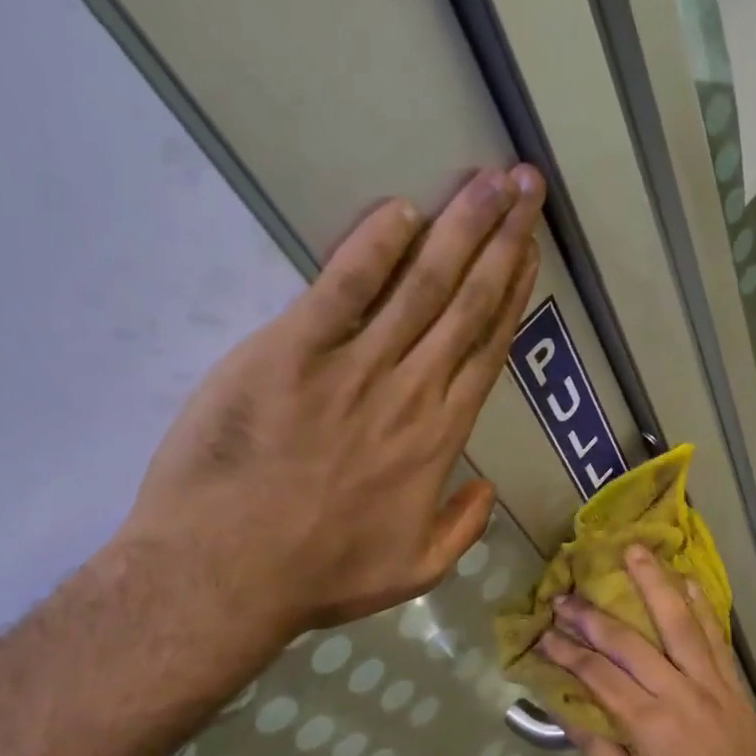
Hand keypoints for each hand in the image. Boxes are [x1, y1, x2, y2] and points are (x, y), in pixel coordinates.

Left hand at [115, 164, 546, 639]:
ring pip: (421, 285)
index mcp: (439, 440)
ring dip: (460, 228)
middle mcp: (410, 392)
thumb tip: (487, 486)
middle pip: (467, 304)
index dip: (514, 294)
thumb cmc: (320, 575)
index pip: (488, 350)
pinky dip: (373, 247)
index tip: (531, 249)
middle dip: (502, 240)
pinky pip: (343, 288)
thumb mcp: (415, 571)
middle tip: (527, 186)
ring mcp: (352, 368)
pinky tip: (402, 209)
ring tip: (490, 180)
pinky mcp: (290, 352)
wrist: (225, 575)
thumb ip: (462, 527)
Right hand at [538, 545, 755, 755]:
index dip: (567, 653)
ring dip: (657, 585)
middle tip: (566, 594)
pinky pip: (716, 638)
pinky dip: (702, 606)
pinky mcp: (734, 687)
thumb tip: (565, 707)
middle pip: (633, 642)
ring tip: (636, 551)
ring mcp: (715, 687)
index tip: (542, 634)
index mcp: (653, 728)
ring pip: (682, 624)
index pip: (600, 677)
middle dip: (594, 616)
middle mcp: (684, 696)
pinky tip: (688, 581)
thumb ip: (599, 750)